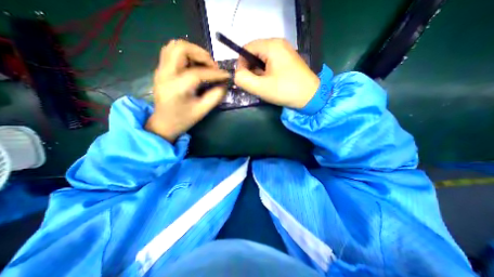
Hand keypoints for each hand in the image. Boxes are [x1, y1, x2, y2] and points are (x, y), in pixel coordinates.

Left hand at [145, 39, 229, 141]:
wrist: (164, 123)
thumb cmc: (183, 119)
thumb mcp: (202, 111)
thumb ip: (215, 96)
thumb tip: (224, 84)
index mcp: (177, 87)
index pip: (198, 73)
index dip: (215, 73)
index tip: (226, 75)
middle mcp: (166, 74)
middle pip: (181, 48)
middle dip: (201, 54)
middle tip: (213, 66)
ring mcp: (161, 70)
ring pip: (175, 46)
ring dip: (193, 51)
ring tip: (204, 64)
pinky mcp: (161, 69)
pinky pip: (171, 51)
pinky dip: (186, 53)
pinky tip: (194, 65)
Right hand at [234, 38, 320, 108]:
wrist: (311, 97)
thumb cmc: (285, 91)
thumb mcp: (260, 87)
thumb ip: (243, 79)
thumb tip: (237, 74)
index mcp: (271, 46)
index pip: (246, 48)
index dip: (240, 63)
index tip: (243, 78)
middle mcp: (278, 44)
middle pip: (254, 53)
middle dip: (250, 69)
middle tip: (254, 84)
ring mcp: (285, 51)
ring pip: (262, 59)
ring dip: (258, 72)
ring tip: (263, 85)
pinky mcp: (288, 59)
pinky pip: (271, 63)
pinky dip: (266, 72)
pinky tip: (270, 82)